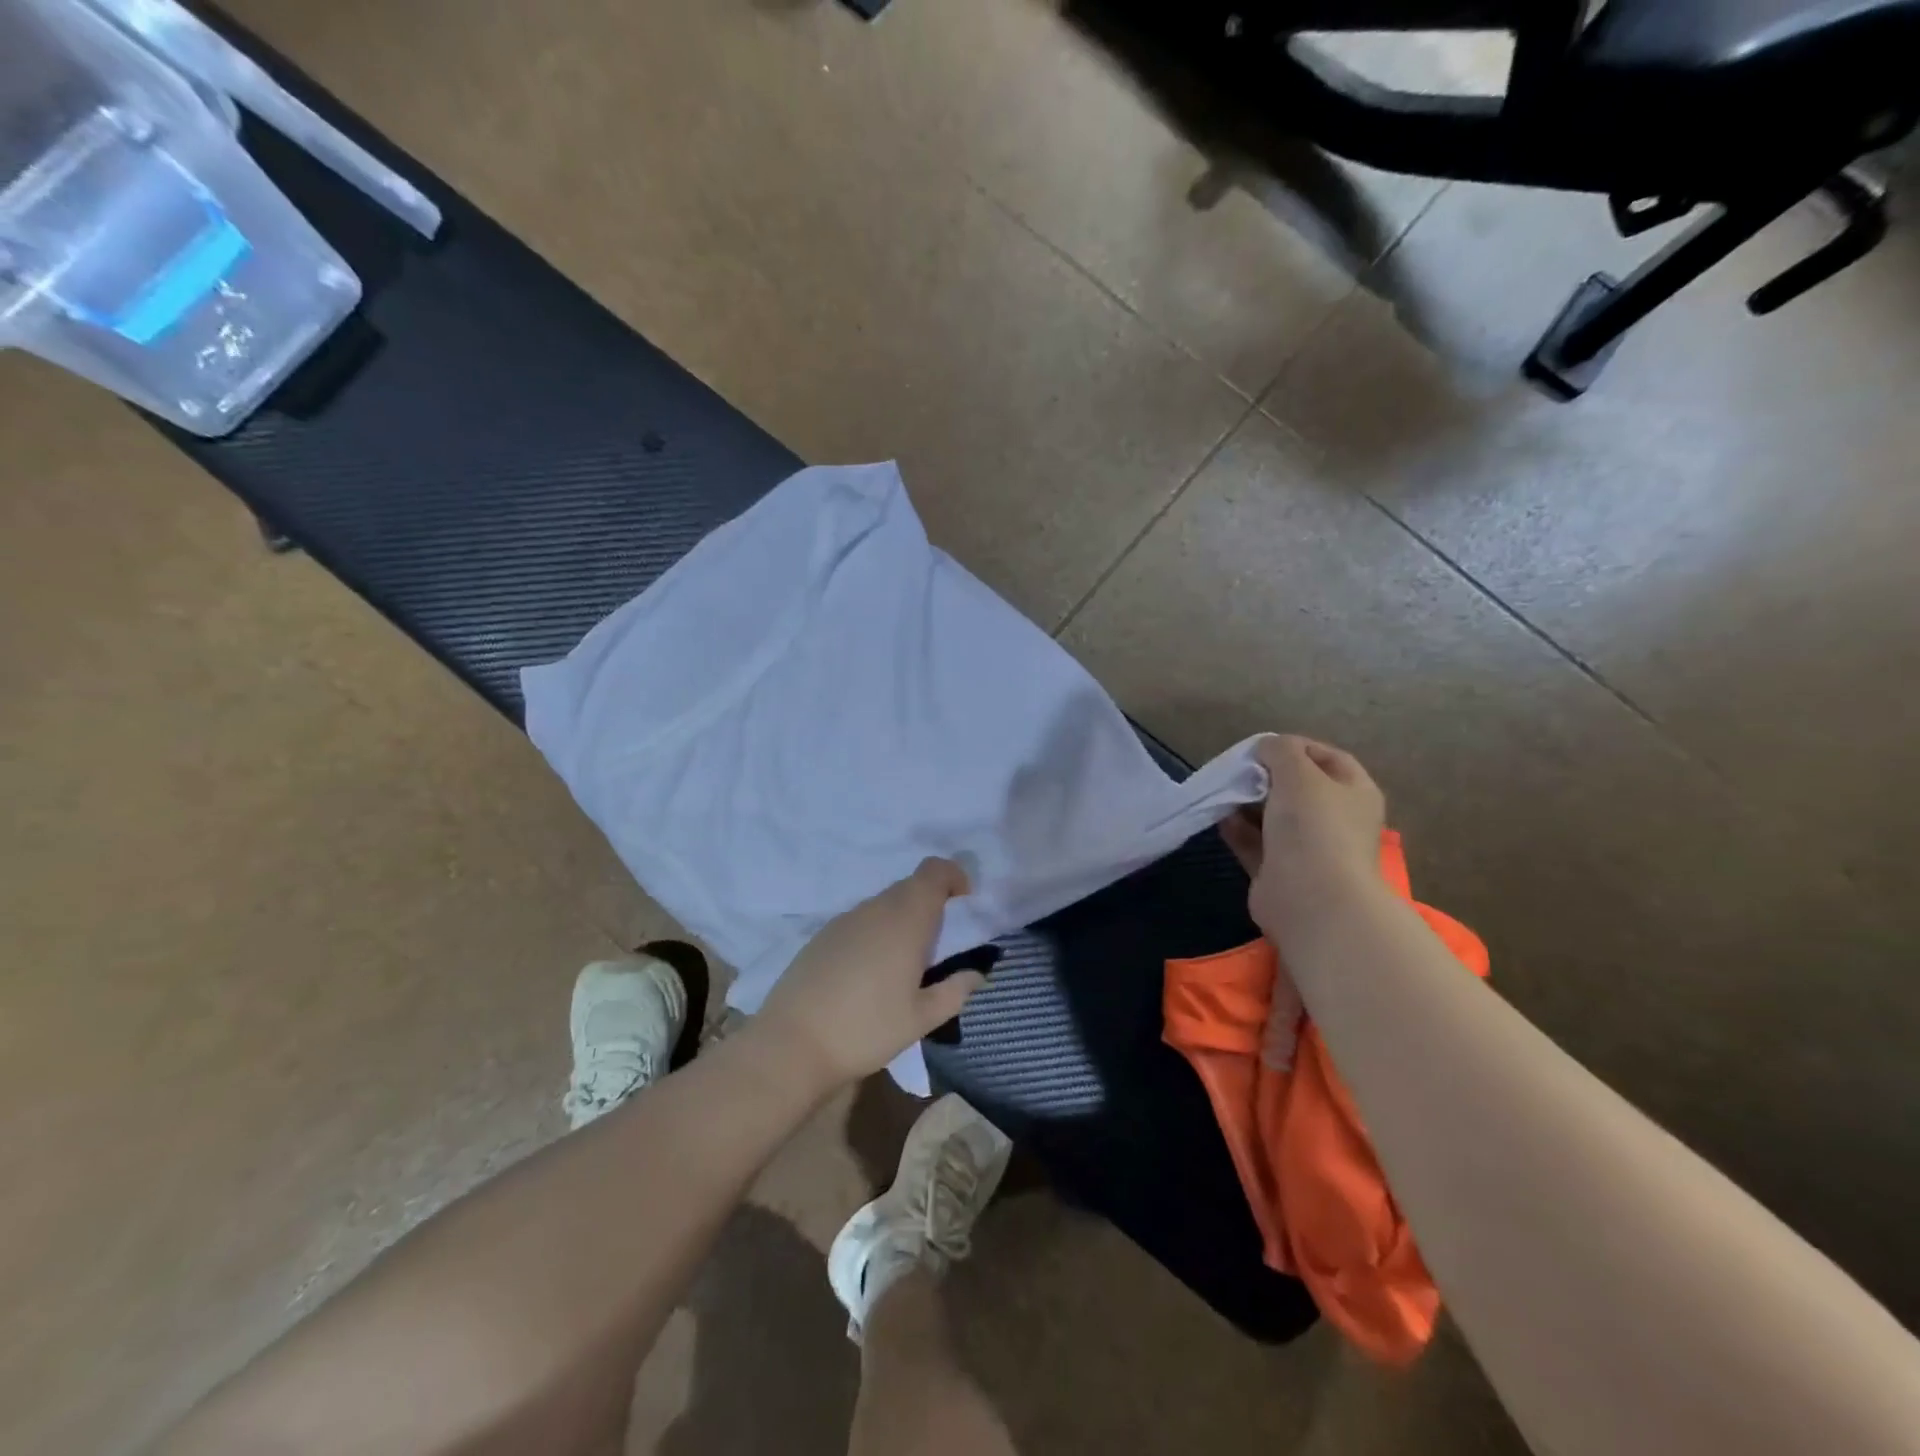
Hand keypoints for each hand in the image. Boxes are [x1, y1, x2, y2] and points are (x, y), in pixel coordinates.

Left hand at [753, 858, 984, 1090]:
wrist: (792, 1044)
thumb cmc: (866, 1029)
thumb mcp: (921, 1019)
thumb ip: (955, 990)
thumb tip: (977, 973)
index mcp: (905, 919)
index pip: (934, 871)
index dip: (954, 876)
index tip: (965, 903)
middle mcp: (875, 909)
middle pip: (910, 886)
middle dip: (931, 904)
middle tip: (940, 944)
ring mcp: (844, 920)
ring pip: (884, 904)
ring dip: (902, 920)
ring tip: (906, 964)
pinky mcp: (822, 936)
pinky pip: (860, 921)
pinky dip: (876, 933)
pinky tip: (870, 973)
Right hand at [1222, 735, 1385, 941]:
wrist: (1312, 900)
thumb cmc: (1314, 827)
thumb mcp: (1298, 774)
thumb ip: (1280, 751)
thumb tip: (1265, 747)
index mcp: (1354, 793)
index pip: (1329, 758)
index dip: (1297, 747)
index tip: (1263, 746)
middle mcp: (1335, 820)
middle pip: (1298, 788)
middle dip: (1266, 776)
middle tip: (1238, 769)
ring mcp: (1307, 848)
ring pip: (1273, 817)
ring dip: (1247, 803)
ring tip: (1223, 791)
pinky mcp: (1279, 872)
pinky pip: (1255, 843)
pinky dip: (1237, 829)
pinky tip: (1219, 817)